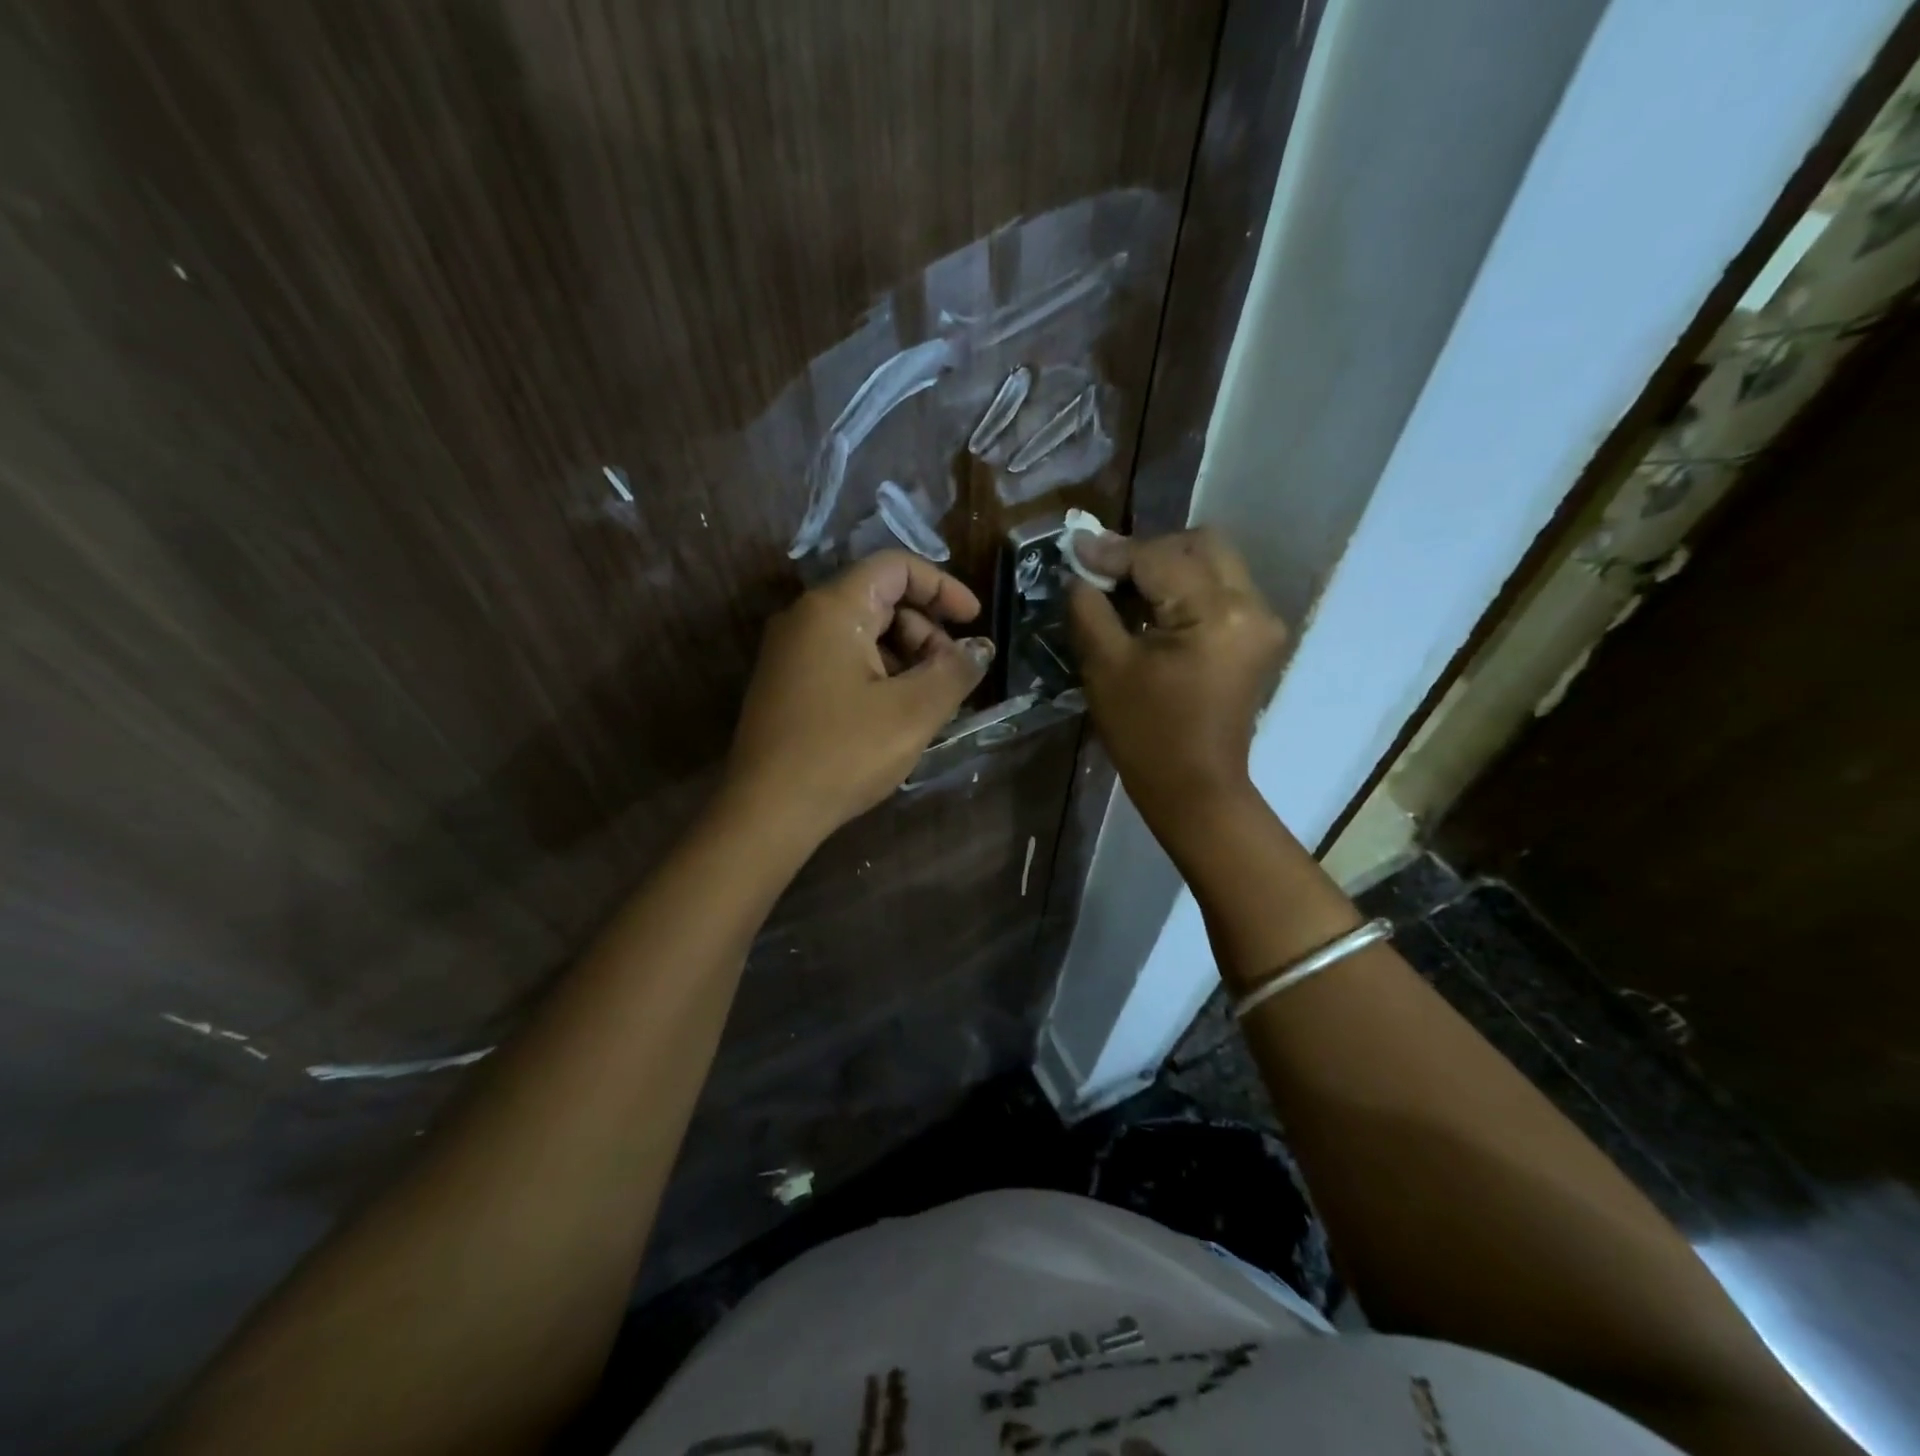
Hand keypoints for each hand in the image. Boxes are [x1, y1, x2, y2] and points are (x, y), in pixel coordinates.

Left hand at [722, 550, 993, 844]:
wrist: (767, 812)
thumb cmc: (844, 753)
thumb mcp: (913, 711)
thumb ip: (955, 670)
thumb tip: (979, 648)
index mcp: (833, 608)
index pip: (896, 567)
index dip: (943, 587)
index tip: (973, 623)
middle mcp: (805, 618)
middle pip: (880, 599)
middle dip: (926, 630)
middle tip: (950, 676)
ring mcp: (790, 652)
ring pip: (862, 633)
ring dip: (905, 657)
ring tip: (928, 702)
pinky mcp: (786, 683)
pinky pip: (842, 659)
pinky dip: (878, 674)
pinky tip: (895, 714)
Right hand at [1067, 527, 1288, 846]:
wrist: (1194, 788)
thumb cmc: (1146, 734)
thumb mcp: (1106, 667)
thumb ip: (1090, 608)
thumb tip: (1080, 571)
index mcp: (1216, 612)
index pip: (1160, 558)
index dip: (1113, 552)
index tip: (1074, 547)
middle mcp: (1252, 605)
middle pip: (1201, 545)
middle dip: (1149, 550)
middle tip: (1106, 571)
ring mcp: (1262, 621)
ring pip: (1214, 562)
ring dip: (1168, 566)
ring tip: (1124, 587)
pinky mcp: (1257, 636)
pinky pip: (1221, 589)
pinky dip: (1185, 587)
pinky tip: (1152, 607)